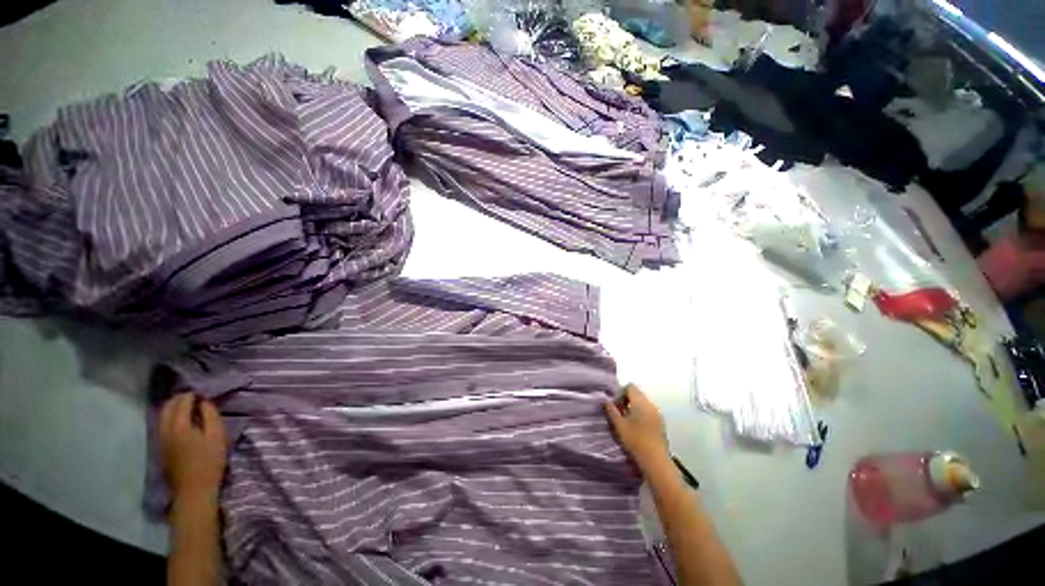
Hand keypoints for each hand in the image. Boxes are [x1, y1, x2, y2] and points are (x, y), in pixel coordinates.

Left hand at [160, 394, 227, 503]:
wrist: (194, 490)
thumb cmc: (210, 462)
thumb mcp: (218, 436)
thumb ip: (211, 416)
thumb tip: (205, 402)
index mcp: (179, 426)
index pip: (182, 401)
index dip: (193, 394)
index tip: (205, 393)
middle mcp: (165, 429)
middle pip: (167, 407)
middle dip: (180, 398)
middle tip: (196, 396)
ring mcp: (160, 439)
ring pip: (162, 415)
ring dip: (173, 407)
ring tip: (189, 406)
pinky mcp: (161, 447)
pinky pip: (162, 424)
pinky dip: (170, 417)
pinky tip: (181, 420)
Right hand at [604, 384, 669, 469]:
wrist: (655, 460)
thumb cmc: (635, 440)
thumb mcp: (619, 425)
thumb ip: (611, 410)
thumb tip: (605, 400)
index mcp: (640, 401)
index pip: (630, 387)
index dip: (621, 393)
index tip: (615, 405)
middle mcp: (650, 404)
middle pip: (637, 394)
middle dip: (627, 400)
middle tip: (619, 413)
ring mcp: (657, 413)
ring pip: (643, 403)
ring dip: (634, 408)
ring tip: (627, 421)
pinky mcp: (660, 423)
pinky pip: (649, 412)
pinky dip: (641, 414)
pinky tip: (637, 428)